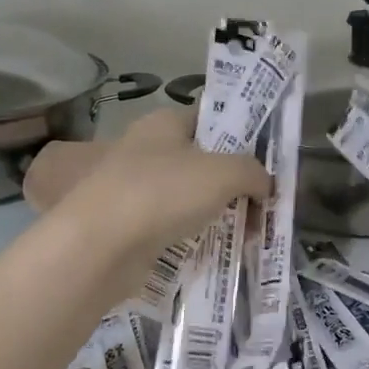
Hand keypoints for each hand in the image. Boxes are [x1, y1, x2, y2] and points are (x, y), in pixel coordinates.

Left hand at [43, 108, 268, 284]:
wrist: (100, 245)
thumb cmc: (162, 192)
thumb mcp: (223, 173)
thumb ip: (253, 172)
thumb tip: (267, 185)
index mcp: (164, 123)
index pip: (211, 118)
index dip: (242, 135)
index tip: (269, 160)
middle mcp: (147, 149)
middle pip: (204, 161)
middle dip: (236, 182)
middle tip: (264, 204)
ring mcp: (135, 189)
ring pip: (190, 196)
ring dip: (218, 212)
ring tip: (248, 234)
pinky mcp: (130, 225)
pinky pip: (174, 226)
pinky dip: (196, 235)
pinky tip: (218, 250)